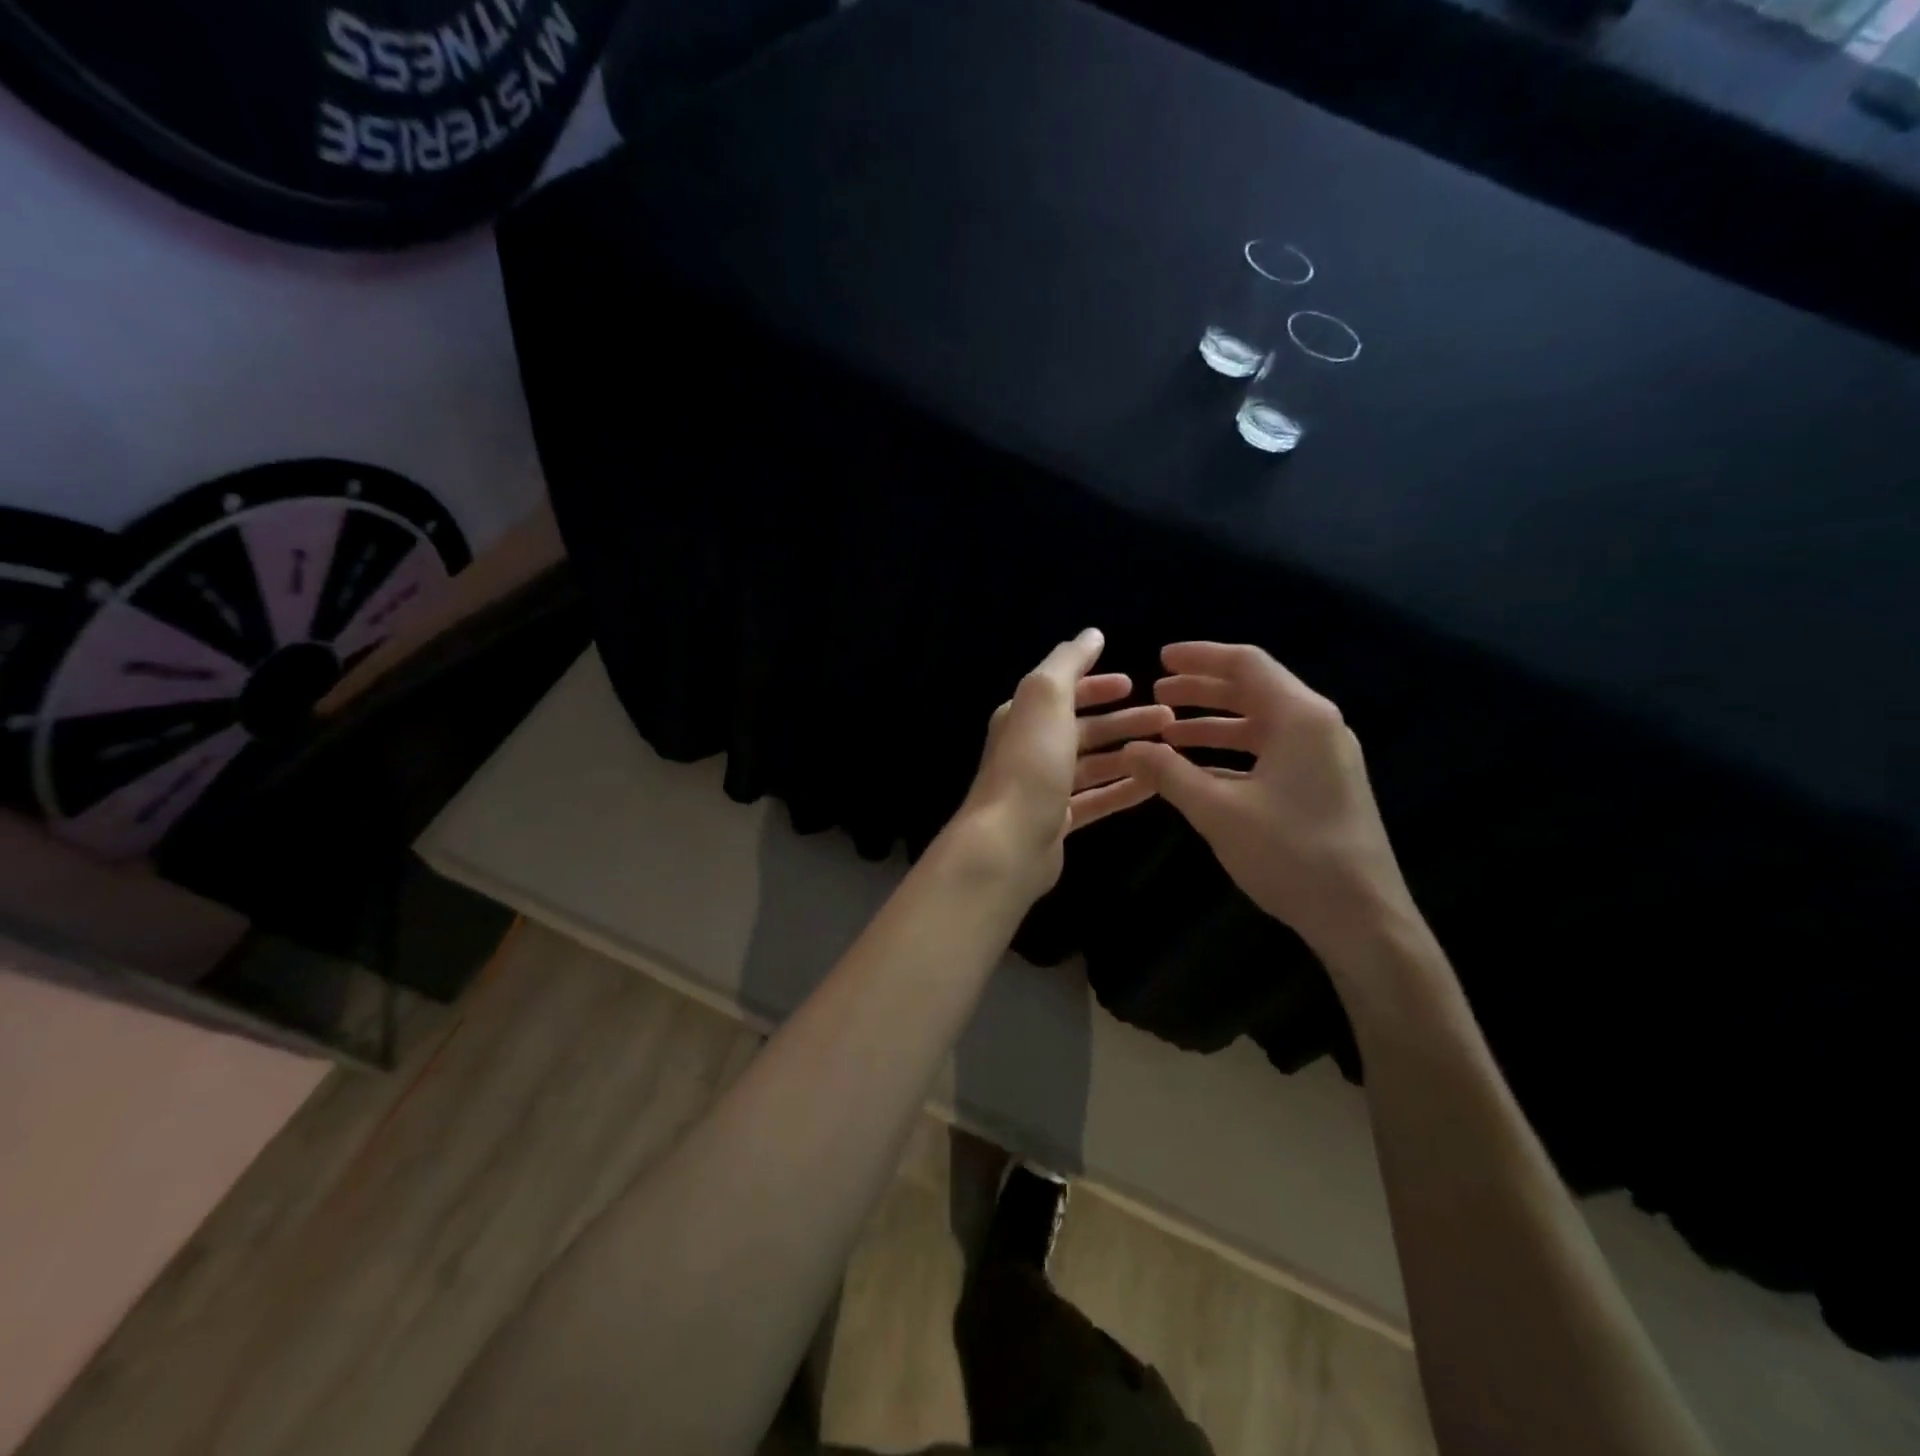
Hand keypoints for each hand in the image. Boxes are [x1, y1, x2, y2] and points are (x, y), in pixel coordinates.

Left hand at [954, 628, 1173, 897]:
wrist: (1008, 842)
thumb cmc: (1030, 763)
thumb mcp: (1046, 697)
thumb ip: (1068, 663)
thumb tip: (1091, 634)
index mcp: (1024, 716)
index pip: (1063, 692)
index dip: (1096, 685)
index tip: (1134, 683)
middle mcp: (1031, 748)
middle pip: (1084, 729)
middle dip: (1124, 720)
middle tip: (1168, 718)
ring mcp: (1044, 788)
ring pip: (1093, 765)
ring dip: (1129, 754)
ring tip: (1170, 749)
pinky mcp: (1057, 822)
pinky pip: (1096, 799)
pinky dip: (1123, 789)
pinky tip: (1155, 785)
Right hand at [1121, 642, 1417, 957]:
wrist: (1362, 917)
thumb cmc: (1291, 853)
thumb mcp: (1218, 811)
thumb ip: (1170, 773)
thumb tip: (1131, 747)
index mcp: (1300, 717)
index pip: (1246, 665)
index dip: (1200, 658)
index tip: (1160, 658)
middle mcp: (1317, 726)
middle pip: (1254, 690)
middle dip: (1202, 690)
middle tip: (1158, 692)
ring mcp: (1324, 757)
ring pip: (1260, 723)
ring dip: (1214, 723)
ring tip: (1169, 731)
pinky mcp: (1323, 784)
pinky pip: (1270, 752)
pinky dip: (1233, 753)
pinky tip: (1197, 770)